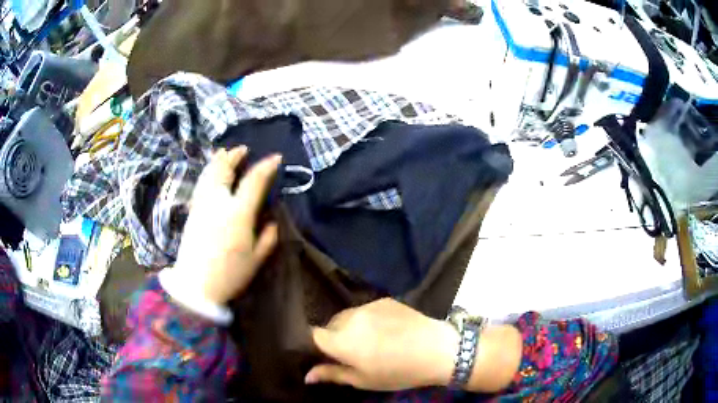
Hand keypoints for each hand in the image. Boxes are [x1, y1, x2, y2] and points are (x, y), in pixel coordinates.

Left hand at [172, 147, 280, 304]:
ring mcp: (202, 205)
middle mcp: (218, 202)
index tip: (276, 158)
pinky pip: (201, 184)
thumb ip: (267, 238)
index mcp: (238, 213)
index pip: (254, 181)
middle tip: (243, 149)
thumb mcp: (256, 259)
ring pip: (209, 174)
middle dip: (234, 156)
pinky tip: (210, 172)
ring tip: (224, 152)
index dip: (266, 167)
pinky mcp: (192, 212)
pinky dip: (207, 173)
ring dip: (218, 160)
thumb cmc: (230, 274)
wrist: (196, 286)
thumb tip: (272, 221)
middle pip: (225, 170)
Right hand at [305, 298, 458, 390]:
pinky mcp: (384, 299)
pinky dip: (367, 319)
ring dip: (350, 327)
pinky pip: (365, 309)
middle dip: (334, 337)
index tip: (324, 354)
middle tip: (352, 353)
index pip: (312, 334)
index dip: (314, 344)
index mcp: (341, 340)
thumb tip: (306, 376)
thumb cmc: (398, 371)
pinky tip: (386, 330)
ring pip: (347, 316)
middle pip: (330, 325)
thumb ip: (332, 374)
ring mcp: (367, 305)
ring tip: (371, 341)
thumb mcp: (363, 380)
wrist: (437, 349)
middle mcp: (349, 318)